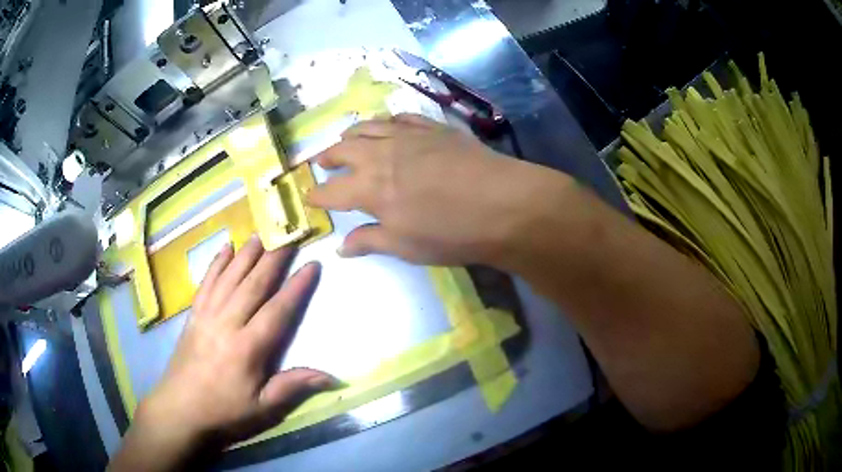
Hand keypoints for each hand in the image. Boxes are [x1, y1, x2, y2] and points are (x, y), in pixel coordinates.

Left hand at [111, 236, 334, 470]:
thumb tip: (332, 377)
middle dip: (274, 258)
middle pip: (253, 284)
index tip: (312, 264)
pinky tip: (225, 248)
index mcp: (248, 347)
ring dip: (247, 253)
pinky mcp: (193, 314)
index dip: (297, 287)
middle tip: (289, 235)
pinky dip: (216, 263)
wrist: (180, 408)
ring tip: (262, 233)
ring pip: (230, 276)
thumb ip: (293, 387)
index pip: (277, 310)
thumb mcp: (263, 408)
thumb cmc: (224, 411)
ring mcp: (207, 315)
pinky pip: (206, 282)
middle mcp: (227, 323)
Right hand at [308, 114, 565, 265]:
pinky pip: (400, 117)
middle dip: (327, 158)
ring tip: (345, 139)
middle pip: (343, 150)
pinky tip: (386, 124)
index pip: (332, 191)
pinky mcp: (432, 127)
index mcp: (369, 190)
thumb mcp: (407, 246)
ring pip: (367, 127)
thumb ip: (370, 241)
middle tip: (321, 163)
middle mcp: (381, 155)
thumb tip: (340, 247)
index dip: (317, 195)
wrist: (503, 203)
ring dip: (351, 134)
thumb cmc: (452, 233)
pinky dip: (386, 121)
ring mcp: (407, 136)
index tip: (309, 196)